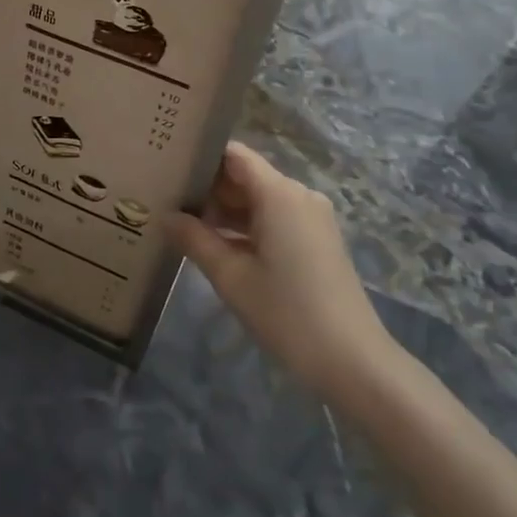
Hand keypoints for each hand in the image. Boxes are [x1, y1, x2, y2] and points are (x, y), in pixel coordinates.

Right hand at [167, 142, 403, 404]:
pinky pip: (274, 218)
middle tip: (164, 200)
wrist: (352, 361)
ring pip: (258, 200)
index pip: (233, 155)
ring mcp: (311, 217)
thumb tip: (165, 215)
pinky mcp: (317, 239)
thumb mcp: (231, 277)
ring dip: (224, 211)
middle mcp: (298, 195)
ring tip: (181, 224)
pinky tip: (215, 246)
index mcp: (279, 194)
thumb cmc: (287, 313)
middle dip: (207, 189)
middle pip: (245, 176)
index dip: (200, 158)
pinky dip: (245, 227)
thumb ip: (194, 239)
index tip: (168, 167)